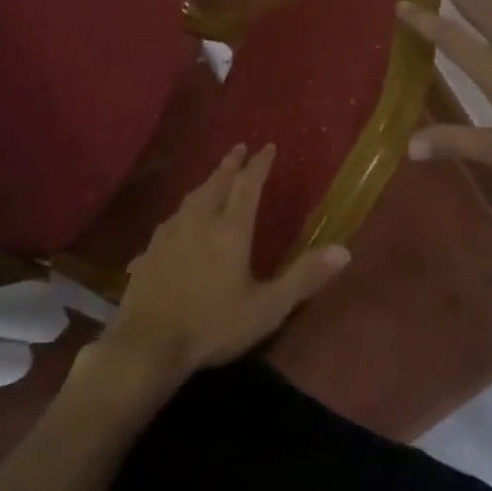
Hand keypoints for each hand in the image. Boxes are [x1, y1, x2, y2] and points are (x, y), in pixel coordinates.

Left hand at [98, 144, 349, 383]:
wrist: (148, 343)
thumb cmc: (213, 326)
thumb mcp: (267, 308)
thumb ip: (303, 278)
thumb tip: (343, 250)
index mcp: (230, 231)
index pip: (247, 186)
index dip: (259, 165)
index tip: (268, 147)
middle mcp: (198, 222)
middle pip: (216, 183)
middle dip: (230, 164)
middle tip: (239, 148)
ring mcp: (169, 234)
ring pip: (191, 198)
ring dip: (207, 183)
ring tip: (215, 179)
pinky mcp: (149, 250)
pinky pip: (171, 220)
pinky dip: (184, 211)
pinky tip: (181, 221)